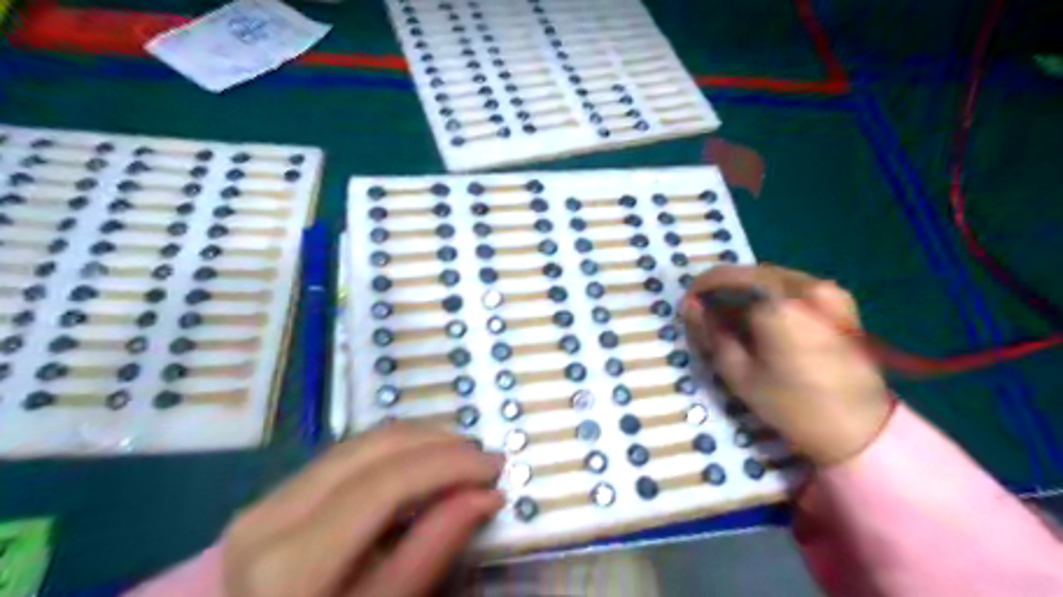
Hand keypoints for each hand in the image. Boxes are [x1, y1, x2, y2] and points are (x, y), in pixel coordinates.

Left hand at [221, 423, 502, 596]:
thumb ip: (433, 549)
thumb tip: (487, 495)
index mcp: (290, 563)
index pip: (385, 483)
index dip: (448, 465)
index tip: (494, 465)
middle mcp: (268, 516)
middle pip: (372, 449)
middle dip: (437, 444)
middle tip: (481, 458)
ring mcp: (265, 501)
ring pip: (359, 443)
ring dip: (418, 443)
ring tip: (458, 459)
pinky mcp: (274, 496)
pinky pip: (345, 455)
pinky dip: (392, 453)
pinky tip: (420, 464)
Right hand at [680, 265, 889, 466]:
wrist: (860, 428)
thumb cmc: (791, 405)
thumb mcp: (738, 372)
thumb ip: (710, 332)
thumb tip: (689, 305)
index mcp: (779, 303)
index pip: (727, 278)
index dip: (701, 288)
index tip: (688, 305)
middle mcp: (806, 286)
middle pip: (750, 273)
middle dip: (723, 287)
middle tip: (706, 310)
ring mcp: (828, 290)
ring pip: (772, 277)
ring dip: (746, 290)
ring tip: (731, 314)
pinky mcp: (841, 300)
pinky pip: (793, 285)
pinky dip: (770, 295)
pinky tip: (761, 317)